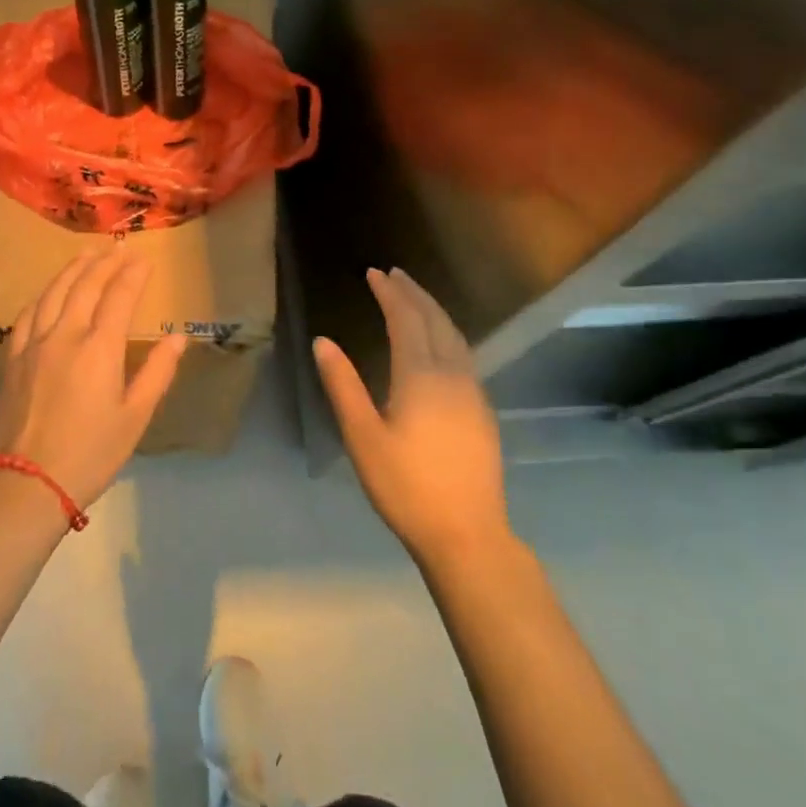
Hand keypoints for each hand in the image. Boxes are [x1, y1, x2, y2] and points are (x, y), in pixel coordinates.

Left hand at [0, 248, 188, 508]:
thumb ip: (157, 372)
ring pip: (54, 292)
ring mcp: (35, 343)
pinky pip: (28, 314)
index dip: (133, 275)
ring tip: (86, 254)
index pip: (119, 297)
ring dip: (73, 269)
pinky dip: (43, 295)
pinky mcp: (14, 357)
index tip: (144, 259)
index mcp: (99, 348)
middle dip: (105, 263)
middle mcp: (66, 334)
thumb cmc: (92, 452)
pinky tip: (48, 291)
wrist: (30, 481)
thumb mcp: (136, 416)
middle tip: (118, 248)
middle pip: (85, 285)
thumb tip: (178, 338)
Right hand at [313, 267, 511, 566]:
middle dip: (413, 293)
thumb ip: (342, 385)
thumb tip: (323, 341)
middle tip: (394, 274)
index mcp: (421, 376)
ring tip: (415, 296)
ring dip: (433, 310)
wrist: (467, 533)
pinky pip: (464, 353)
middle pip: (435, 320)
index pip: (405, 319)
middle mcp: (452, 374)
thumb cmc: (405, 486)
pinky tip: (439, 341)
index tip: (374, 272)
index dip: (389, 293)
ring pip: (455, 335)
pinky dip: (447, 332)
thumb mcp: (362, 437)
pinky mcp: (482, 409)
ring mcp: (473, 391)